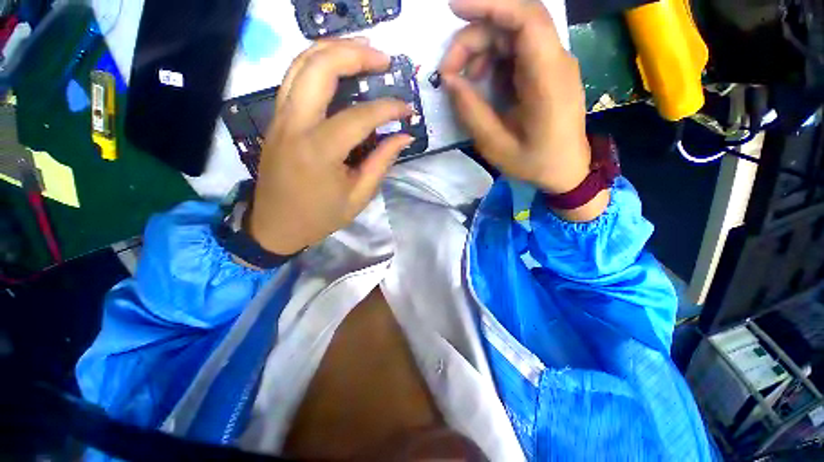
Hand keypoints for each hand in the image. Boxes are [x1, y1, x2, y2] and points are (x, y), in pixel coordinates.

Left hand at [249, 39, 412, 254]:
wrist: (275, 226)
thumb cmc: (320, 216)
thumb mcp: (358, 196)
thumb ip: (381, 162)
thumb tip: (404, 136)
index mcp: (319, 151)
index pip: (359, 116)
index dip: (388, 109)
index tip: (407, 110)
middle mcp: (294, 124)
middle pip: (319, 67)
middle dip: (355, 54)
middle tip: (384, 60)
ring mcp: (279, 118)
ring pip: (301, 63)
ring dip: (334, 50)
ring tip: (363, 54)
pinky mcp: (276, 119)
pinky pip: (294, 79)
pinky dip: (318, 65)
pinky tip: (338, 70)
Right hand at [440, 0, 608, 220]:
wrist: (565, 171)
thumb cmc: (534, 163)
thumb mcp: (496, 146)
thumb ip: (471, 112)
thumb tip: (449, 81)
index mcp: (548, 79)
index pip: (526, 19)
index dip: (491, 4)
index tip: (454, 8)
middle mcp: (555, 61)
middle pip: (513, 24)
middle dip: (473, 39)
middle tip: (448, 71)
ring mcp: (552, 64)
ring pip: (511, 36)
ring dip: (480, 51)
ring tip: (463, 81)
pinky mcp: (545, 72)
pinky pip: (515, 52)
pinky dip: (491, 61)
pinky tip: (480, 82)